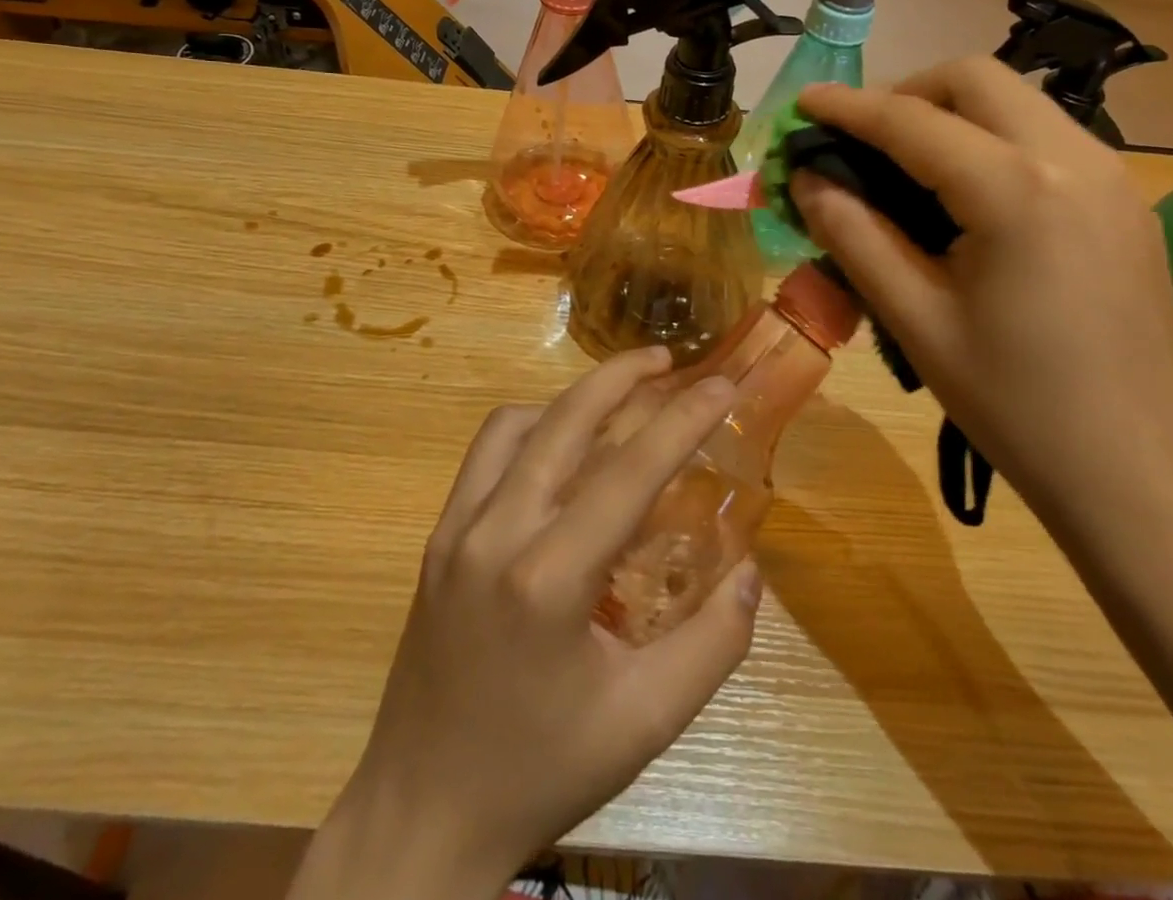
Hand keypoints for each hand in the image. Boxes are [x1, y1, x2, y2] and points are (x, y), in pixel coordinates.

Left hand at [298, 348, 761, 899]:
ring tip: (616, 403)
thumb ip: (713, 643)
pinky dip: (529, 430)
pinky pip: (485, 456)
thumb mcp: (647, 722)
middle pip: (564, 421)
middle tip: (667, 360)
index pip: (630, 471)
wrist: (421, 813)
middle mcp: (495, 533)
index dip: (683, 418)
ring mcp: (455, 529)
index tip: (722, 382)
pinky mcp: (436, 538)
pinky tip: (559, 453)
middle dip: (620, 375)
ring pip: (515, 425)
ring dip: (570, 400)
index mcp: (549, 579)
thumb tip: (751, 570)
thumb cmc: (542, 770)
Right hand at [793, 59, 1172, 534]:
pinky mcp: (1125, 200)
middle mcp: (1074, 158)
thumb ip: (852, 234)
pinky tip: (965, 193)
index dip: (848, 107)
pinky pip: (1045, 136)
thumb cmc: (1015, 404)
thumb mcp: (915, 319)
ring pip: (1017, 100)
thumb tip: (806, 179)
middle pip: (976, 79)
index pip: (912, 121)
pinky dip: (990, 138)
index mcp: (1016, 190)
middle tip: (858, 139)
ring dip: (950, 112)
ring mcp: (1112, 175)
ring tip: (903, 164)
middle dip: (906, 93)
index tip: (802, 102)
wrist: (1140, 474)